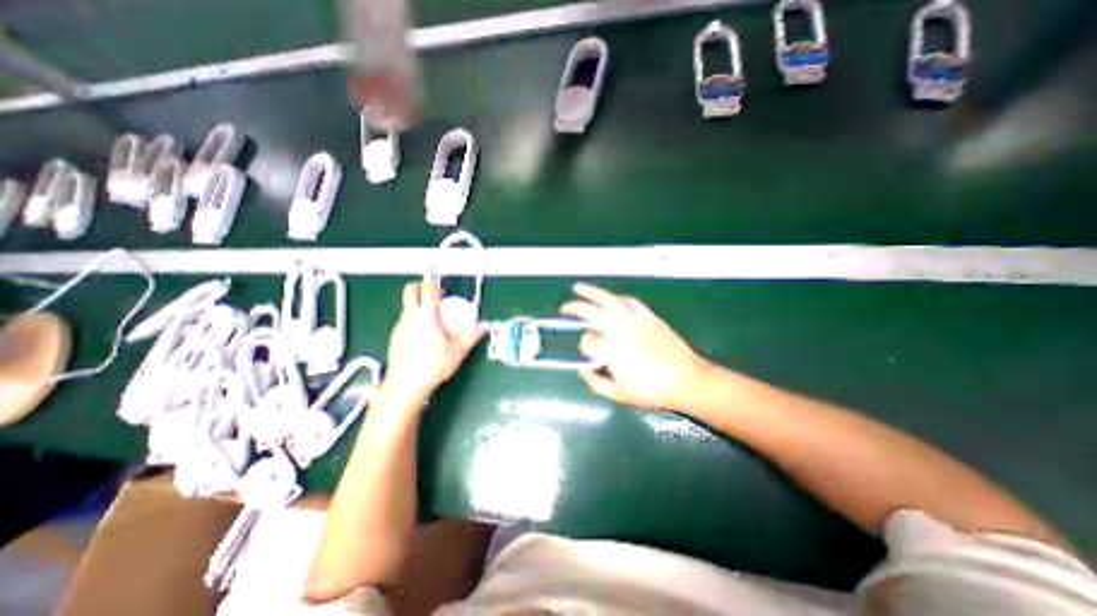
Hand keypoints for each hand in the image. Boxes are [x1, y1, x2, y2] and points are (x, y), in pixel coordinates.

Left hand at [386, 275, 487, 398]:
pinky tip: (423, 335)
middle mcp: (411, 317)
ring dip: (419, 305)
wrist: (405, 385)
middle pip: (410, 291)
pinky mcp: (395, 337)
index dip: (432, 277)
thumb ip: (472, 335)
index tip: (434, 268)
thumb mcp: (458, 350)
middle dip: (420, 286)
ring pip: (408, 307)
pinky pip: (405, 321)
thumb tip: (485, 326)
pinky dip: (413, 319)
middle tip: (434, 292)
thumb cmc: (433, 365)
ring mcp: (400, 326)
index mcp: (427, 315)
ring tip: (434, 318)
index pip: (429, 289)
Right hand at [566, 284, 712, 411]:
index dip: (584, 347)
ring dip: (591, 292)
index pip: (586, 341)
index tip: (589, 355)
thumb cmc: (651, 389)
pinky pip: (629, 301)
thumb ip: (596, 383)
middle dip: (573, 308)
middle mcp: (617, 328)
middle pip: (589, 312)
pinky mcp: (647, 315)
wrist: (685, 378)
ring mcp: (632, 319)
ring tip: (579, 288)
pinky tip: (613, 299)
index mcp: (608, 348)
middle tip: (564, 309)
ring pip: (607, 299)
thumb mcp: (618, 394)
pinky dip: (617, 298)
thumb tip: (584, 371)